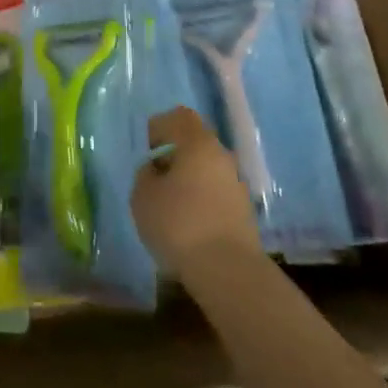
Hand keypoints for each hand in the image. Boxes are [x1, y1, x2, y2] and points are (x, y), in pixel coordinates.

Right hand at [132, 107, 262, 278]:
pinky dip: (201, 199)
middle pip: (197, 143)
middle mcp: (223, 157)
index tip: (148, 146)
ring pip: (208, 169)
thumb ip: (145, 175)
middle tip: (155, 175)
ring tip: (169, 202)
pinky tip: (187, 221)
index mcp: (198, 144)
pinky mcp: (244, 211)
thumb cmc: (179, 224)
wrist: (227, 270)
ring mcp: (237, 184)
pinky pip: (217, 192)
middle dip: (175, 154)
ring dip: (189, 178)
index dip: (161, 126)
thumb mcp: (143, 196)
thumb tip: (155, 169)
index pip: (181, 117)